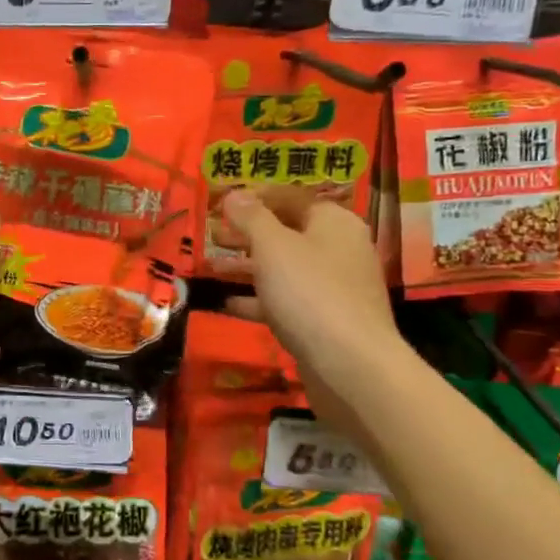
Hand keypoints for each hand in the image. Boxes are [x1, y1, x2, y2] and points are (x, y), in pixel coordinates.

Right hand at [221, 188, 400, 380]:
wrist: (350, 366)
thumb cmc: (310, 292)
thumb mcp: (273, 247)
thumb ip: (251, 218)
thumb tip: (235, 193)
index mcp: (333, 222)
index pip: (291, 197)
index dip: (255, 196)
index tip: (220, 203)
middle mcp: (338, 249)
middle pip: (286, 233)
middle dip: (246, 233)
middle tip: (210, 236)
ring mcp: (332, 288)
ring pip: (283, 269)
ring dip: (246, 267)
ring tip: (208, 268)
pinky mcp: (323, 322)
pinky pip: (285, 301)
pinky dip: (257, 300)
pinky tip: (225, 303)